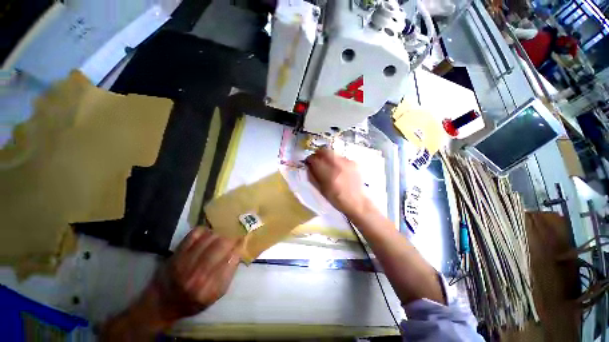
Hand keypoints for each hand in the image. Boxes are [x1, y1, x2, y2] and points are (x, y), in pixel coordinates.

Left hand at [101, 228, 241, 339]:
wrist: (163, 303)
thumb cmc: (193, 301)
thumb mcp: (215, 295)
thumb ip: (229, 273)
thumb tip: (238, 251)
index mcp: (211, 288)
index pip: (232, 258)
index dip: (239, 246)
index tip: (243, 240)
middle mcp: (198, 275)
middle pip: (222, 245)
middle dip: (231, 237)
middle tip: (234, 234)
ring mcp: (185, 263)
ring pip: (210, 237)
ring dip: (219, 233)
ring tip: (222, 235)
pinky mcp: (176, 254)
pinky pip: (195, 234)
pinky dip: (205, 230)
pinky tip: (208, 233)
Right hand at [305, 147, 368, 216]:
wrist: (357, 202)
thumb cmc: (336, 199)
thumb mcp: (321, 190)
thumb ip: (313, 176)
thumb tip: (308, 165)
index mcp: (328, 175)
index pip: (315, 160)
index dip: (309, 159)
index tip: (308, 161)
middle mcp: (338, 166)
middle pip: (325, 151)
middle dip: (318, 153)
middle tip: (317, 158)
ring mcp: (347, 163)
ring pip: (333, 153)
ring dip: (328, 156)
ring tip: (328, 164)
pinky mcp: (354, 163)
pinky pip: (341, 157)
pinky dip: (337, 160)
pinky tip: (338, 168)